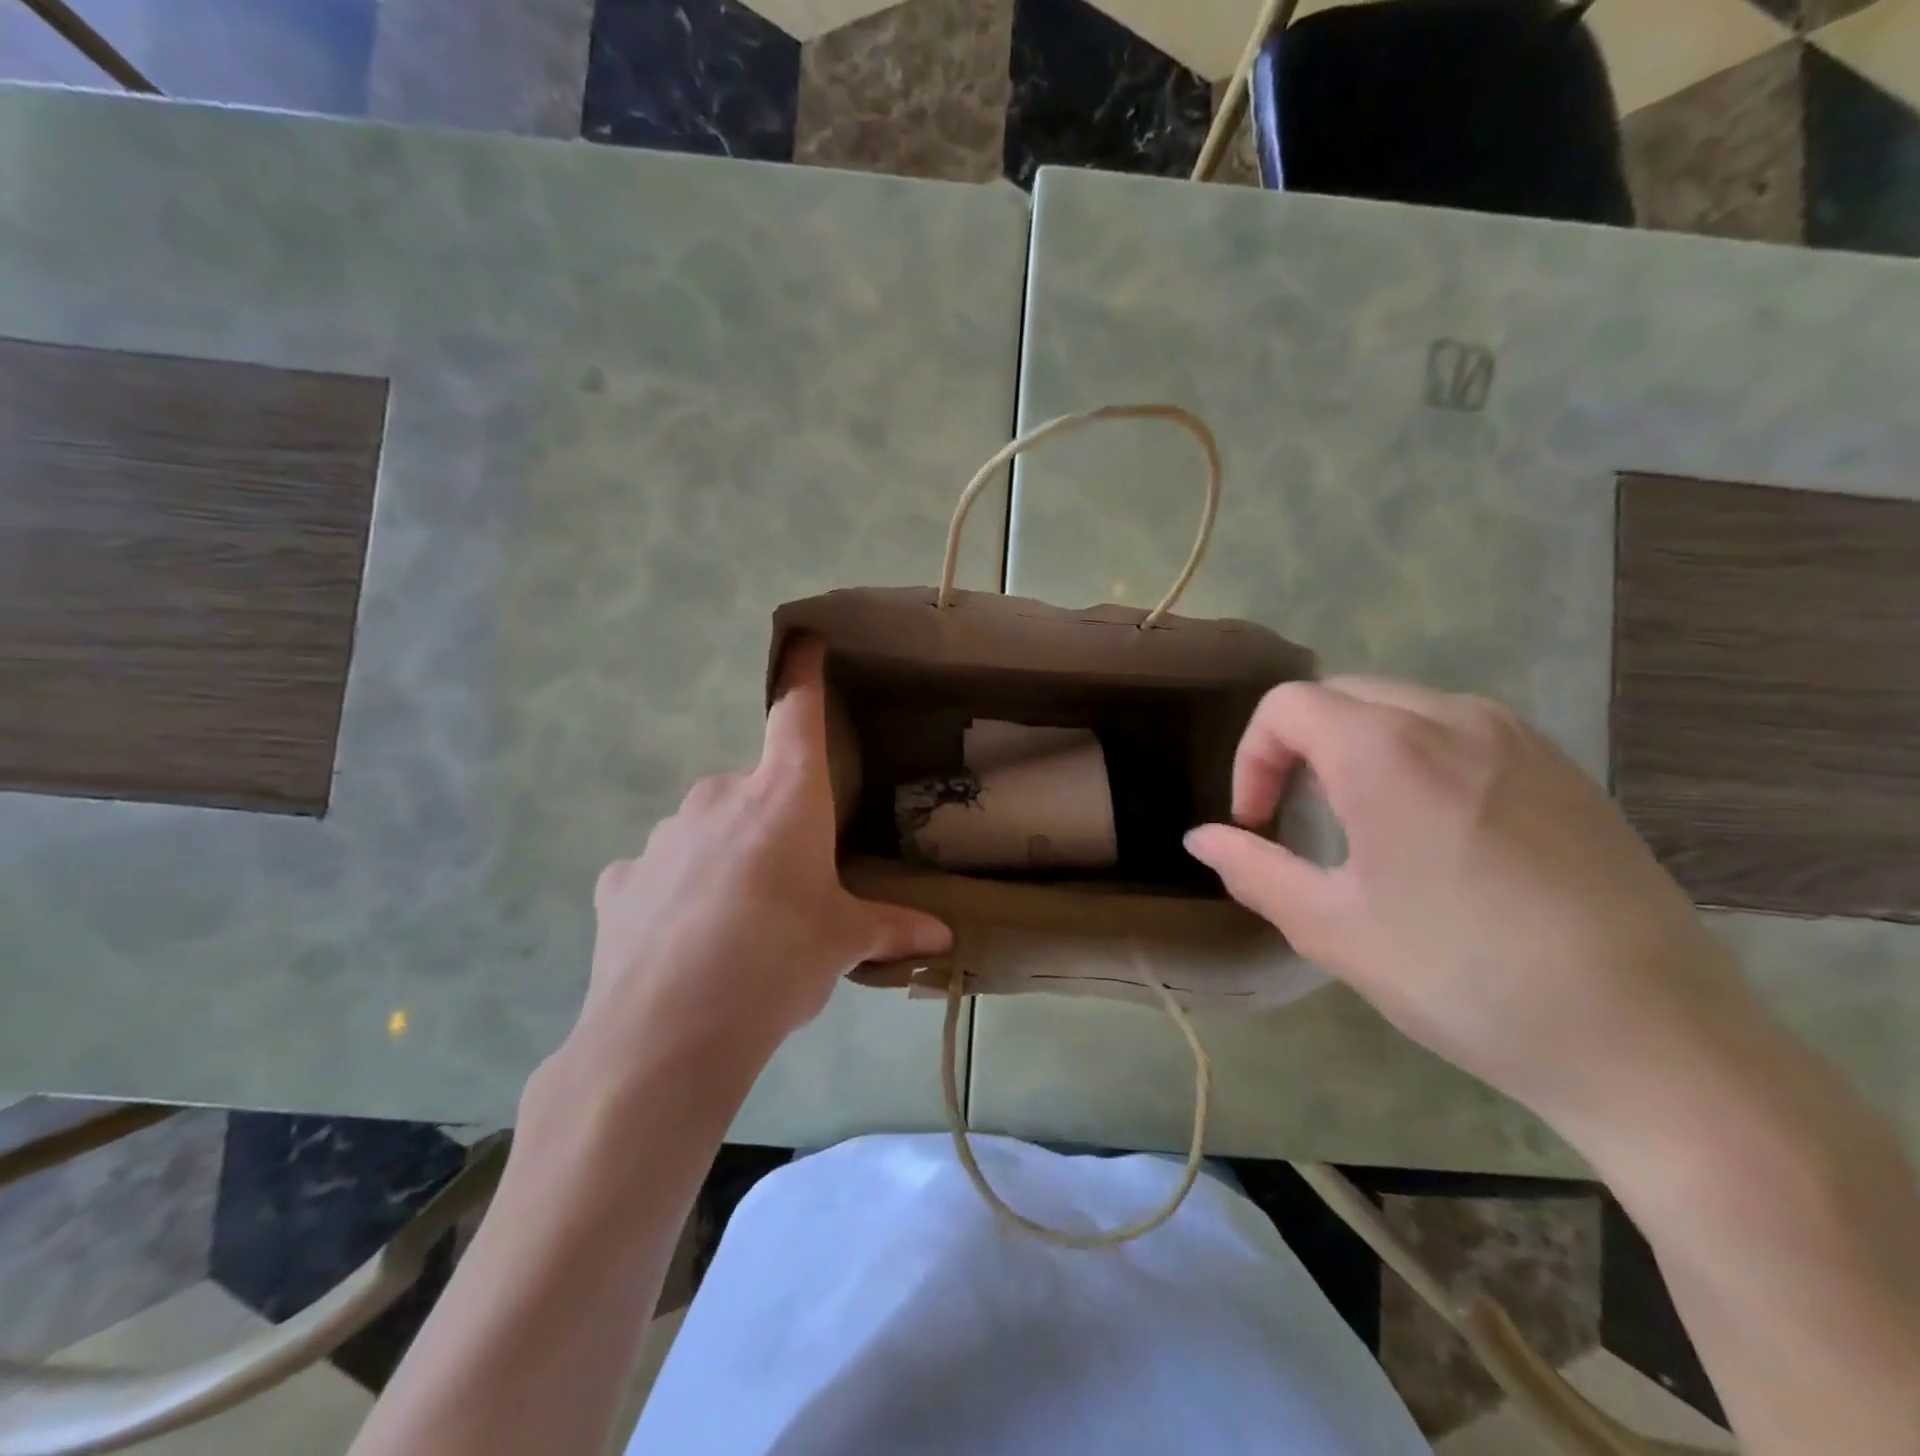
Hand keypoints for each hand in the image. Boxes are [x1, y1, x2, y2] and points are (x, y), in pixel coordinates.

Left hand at [570, 637, 951, 1079]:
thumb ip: (890, 928)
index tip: (806, 641)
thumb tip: (943, 939)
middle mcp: (718, 798)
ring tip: (738, 924)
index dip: (803, 673)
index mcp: (783, 797)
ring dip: (725, 857)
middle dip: (773, 822)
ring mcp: (662, 837)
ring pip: (706, 830)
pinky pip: (660, 873)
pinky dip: (677, 893)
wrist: (667, 1032)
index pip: (796, 712)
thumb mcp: (841, 943)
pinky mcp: (620, 881)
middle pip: (754, 788)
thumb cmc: (777, 961)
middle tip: (789, 881)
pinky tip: (685, 943)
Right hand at [1185, 677, 1755, 1121]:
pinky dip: (1418, 758)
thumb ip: (1253, 869)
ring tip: (1362, 827)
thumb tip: (1199, 838)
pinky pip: (1462, 734)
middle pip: (1342, 696)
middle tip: (1295, 819)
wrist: (1654, 1042)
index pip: (1287, 707)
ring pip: (1404, 709)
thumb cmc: (1464, 977)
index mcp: (1387, 750)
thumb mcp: (1332, 929)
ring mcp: (1520, 740)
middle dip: (1297, 748)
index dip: (1252, 759)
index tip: (1256, 823)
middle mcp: (1453, 720)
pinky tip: (1438, 835)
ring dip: (1356, 750)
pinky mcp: (1566, 771)